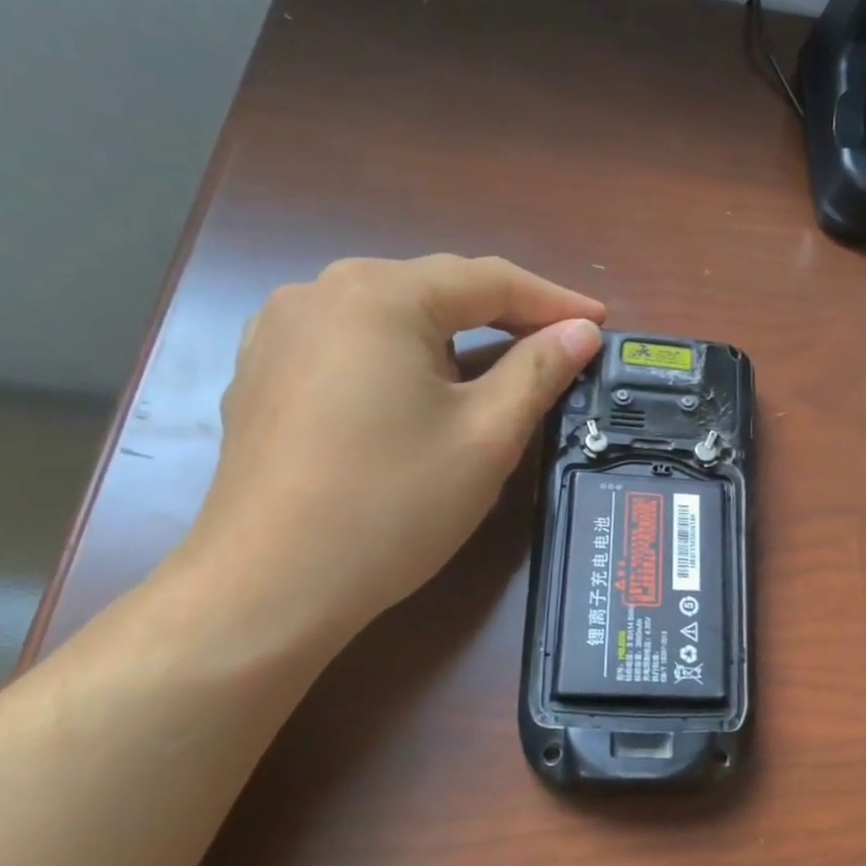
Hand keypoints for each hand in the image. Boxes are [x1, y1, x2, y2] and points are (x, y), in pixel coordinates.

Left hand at [168, 255, 603, 663]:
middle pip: (436, 289)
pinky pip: (351, 343)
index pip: (489, 279)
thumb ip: (539, 370)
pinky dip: (401, 355)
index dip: (554, 301)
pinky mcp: (263, 372)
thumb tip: (580, 332)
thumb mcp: (486, 436)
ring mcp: (280, 331)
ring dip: (452, 334)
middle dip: (503, 314)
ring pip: (392, 314)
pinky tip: (418, 387)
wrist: (269, 586)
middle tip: (557, 345)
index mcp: (380, 295)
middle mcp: (321, 292)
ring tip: (496, 365)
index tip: (601, 324)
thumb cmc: (392, 505)